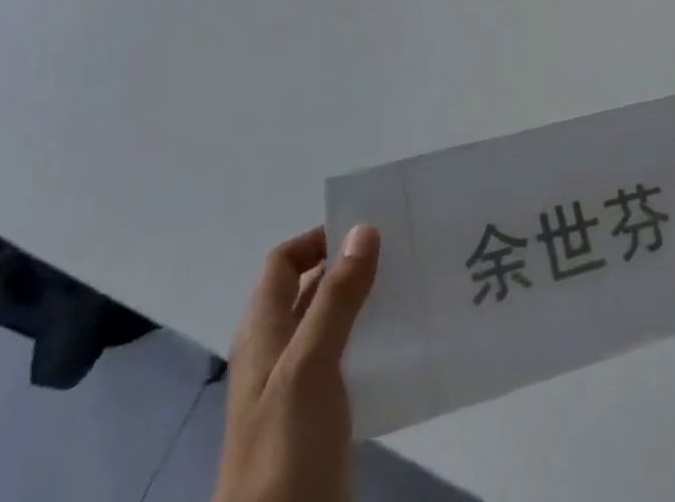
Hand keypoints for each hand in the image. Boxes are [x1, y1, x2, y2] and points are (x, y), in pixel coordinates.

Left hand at [212, 224, 380, 501]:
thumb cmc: (285, 447)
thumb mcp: (310, 364)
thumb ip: (336, 297)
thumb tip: (363, 228)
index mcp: (263, 333)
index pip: (283, 263)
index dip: (318, 239)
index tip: (366, 228)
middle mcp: (277, 353)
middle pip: (310, 291)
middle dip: (351, 266)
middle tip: (401, 250)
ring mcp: (298, 389)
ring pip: (333, 325)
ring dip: (365, 303)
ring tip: (411, 287)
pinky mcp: (321, 420)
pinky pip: (347, 362)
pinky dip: (371, 342)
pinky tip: (404, 342)